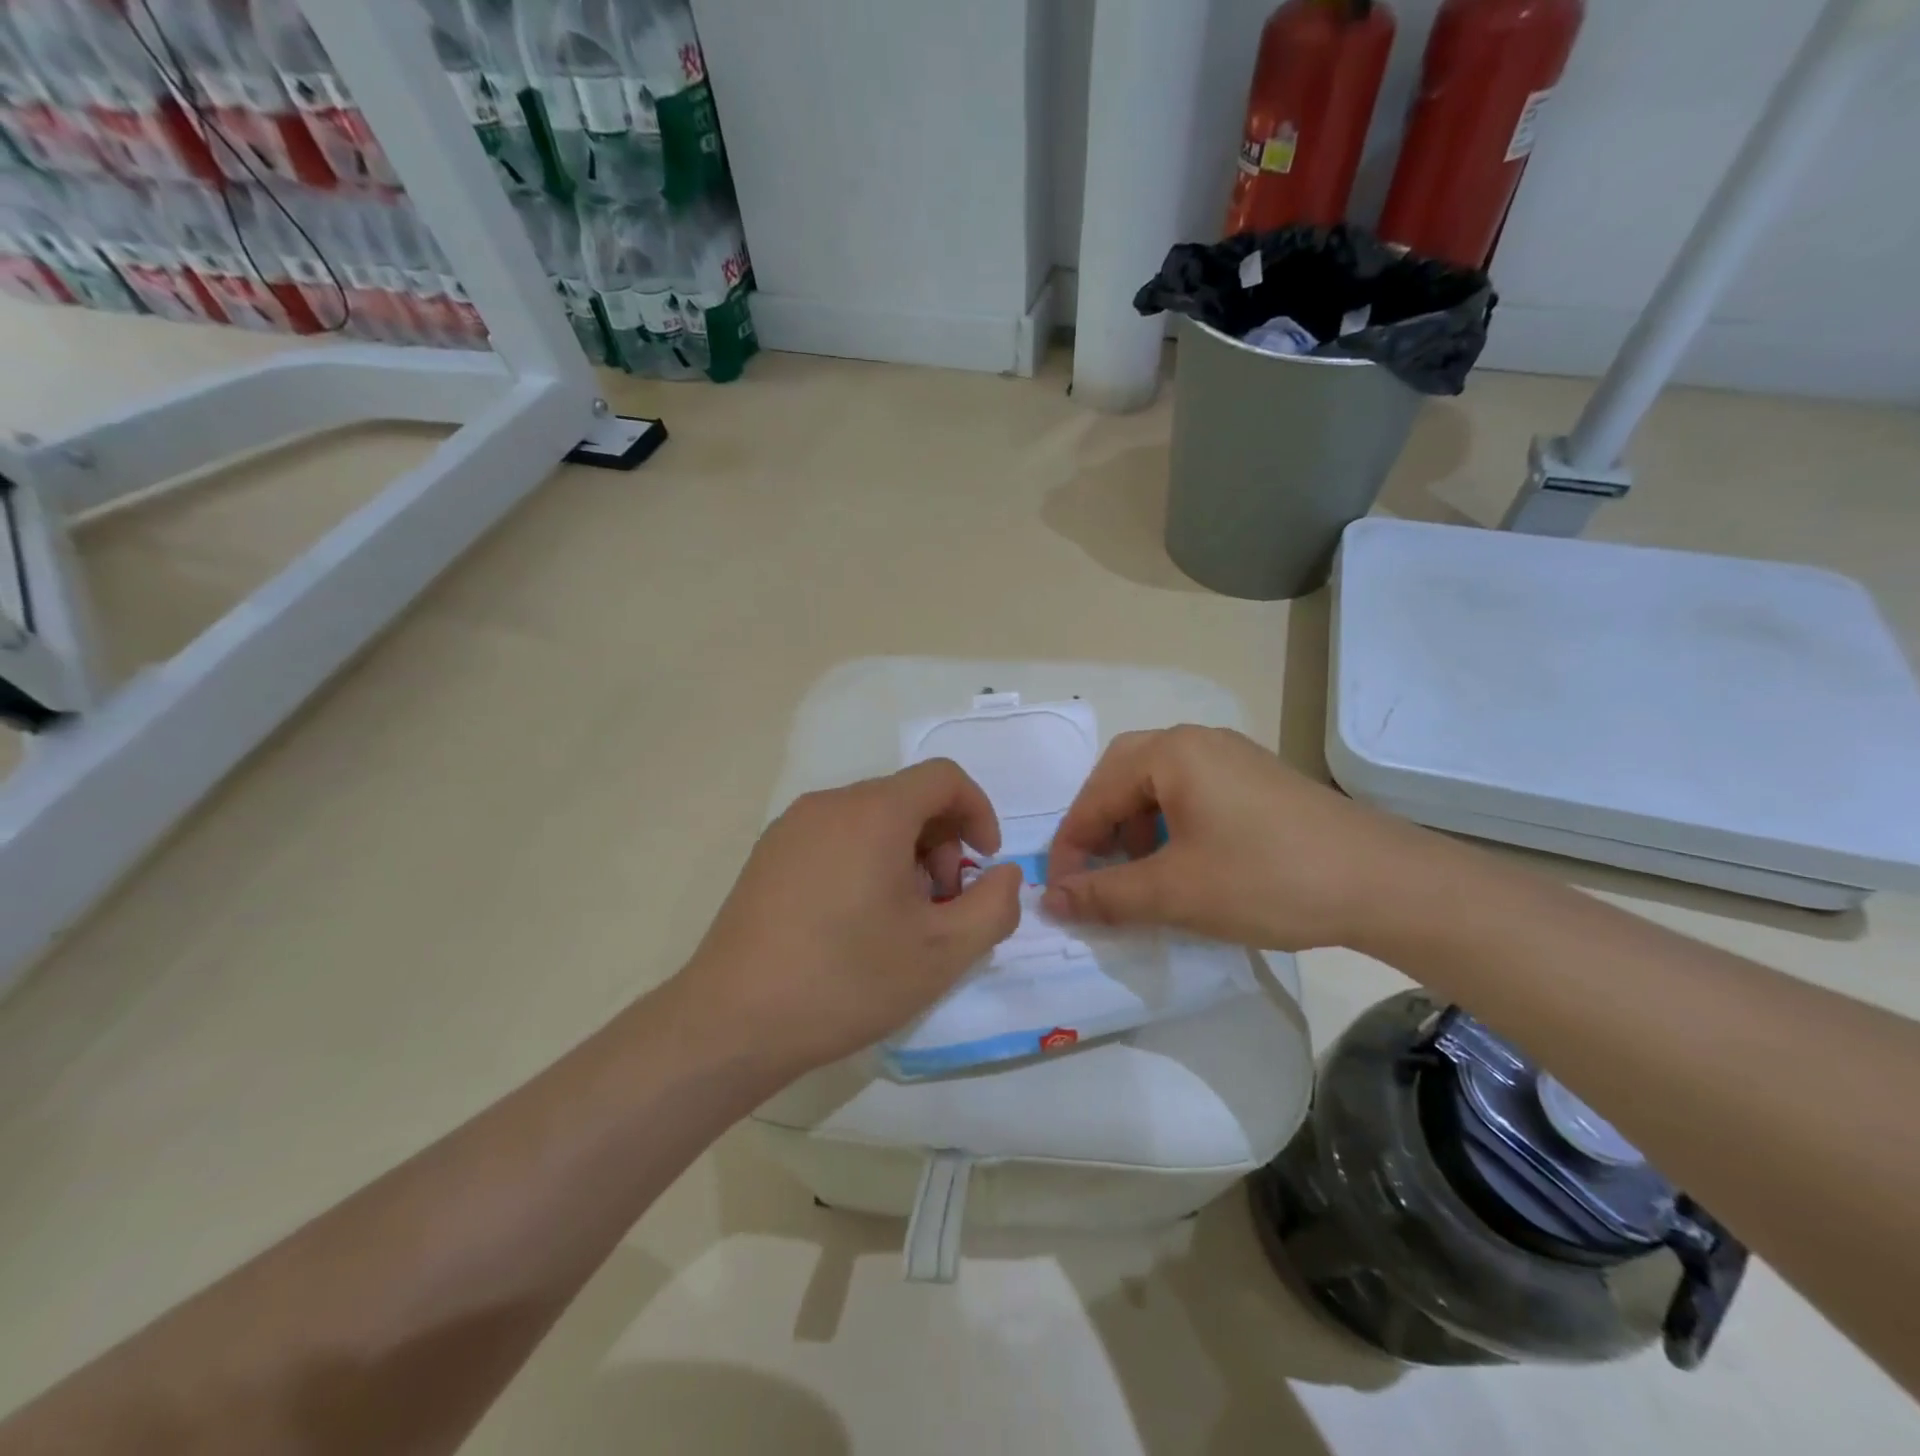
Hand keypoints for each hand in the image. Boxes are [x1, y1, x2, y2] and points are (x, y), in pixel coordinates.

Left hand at [671, 760, 1023, 1080]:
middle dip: (941, 843)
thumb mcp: (942, 952)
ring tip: (900, 919)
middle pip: (907, 798)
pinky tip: (856, 921)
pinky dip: (866, 860)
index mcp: (874, 812)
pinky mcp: (768, 855)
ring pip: (871, 819)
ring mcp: (791, 827)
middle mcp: (830, 804)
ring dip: (905, 855)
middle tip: (941, 905)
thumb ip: (994, 906)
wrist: (733, 1022)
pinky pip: (836, 837)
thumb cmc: (846, 980)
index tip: (983, 864)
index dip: (978, 812)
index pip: (944, 778)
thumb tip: (1005, 874)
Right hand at [1043, 726, 1426, 951]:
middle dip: (1100, 826)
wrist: (1384, 883)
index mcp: (1170, 753)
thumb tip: (1050, 899)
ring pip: (1159, 785)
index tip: (1060, 892)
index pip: (1095, 794)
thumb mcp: (1175, 892)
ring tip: (1140, 874)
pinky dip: (1171, 826)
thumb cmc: (1266, 878)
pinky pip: (1193, 794)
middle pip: (1123, 776)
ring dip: (1135, 827)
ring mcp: (1233, 758)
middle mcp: (1198, 742)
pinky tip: (1186, 865)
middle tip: (1095, 871)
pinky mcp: (1258, 781)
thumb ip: (1105, 894)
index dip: (1071, 845)